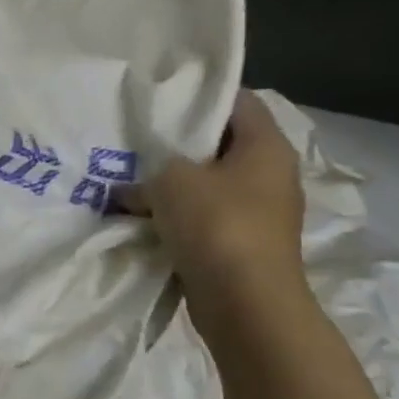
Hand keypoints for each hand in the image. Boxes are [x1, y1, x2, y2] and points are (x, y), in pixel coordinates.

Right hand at [137, 89, 305, 305]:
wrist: (245, 303)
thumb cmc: (216, 224)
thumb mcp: (170, 181)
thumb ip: (147, 172)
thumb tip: (128, 188)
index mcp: (266, 146)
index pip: (238, 101)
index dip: (199, 96)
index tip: (159, 101)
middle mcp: (270, 174)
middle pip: (220, 144)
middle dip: (177, 144)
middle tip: (135, 142)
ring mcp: (258, 211)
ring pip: (207, 184)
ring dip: (172, 185)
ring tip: (129, 180)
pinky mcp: (241, 243)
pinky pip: (203, 217)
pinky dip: (175, 216)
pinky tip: (141, 218)